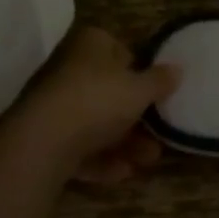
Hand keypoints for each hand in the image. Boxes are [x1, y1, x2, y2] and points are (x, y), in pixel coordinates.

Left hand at [0, 27, 179, 188]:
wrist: (41, 142)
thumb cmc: (97, 100)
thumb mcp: (140, 89)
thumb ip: (160, 80)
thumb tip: (178, 69)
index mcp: (89, 44)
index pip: (117, 48)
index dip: (138, 69)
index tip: (156, 90)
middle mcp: (67, 68)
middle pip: (108, 90)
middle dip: (135, 115)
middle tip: (159, 132)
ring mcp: (52, 104)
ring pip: (94, 121)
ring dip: (123, 141)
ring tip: (149, 159)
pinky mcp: (42, 137)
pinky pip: (78, 146)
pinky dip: (100, 159)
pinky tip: (123, 173)